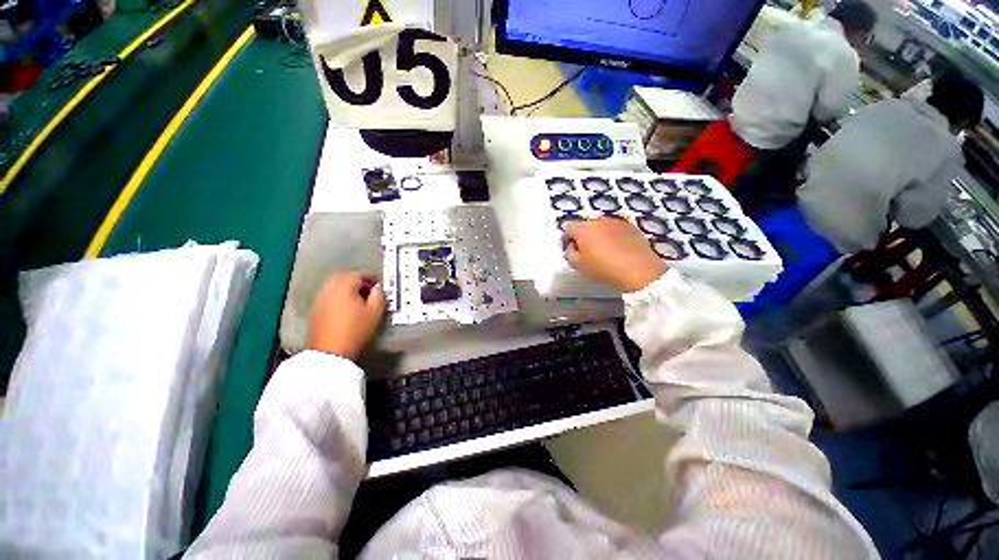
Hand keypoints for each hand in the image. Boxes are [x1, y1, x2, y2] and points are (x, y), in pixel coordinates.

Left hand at [308, 272, 385, 358]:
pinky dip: (339, 295)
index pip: (358, 274)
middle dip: (357, 280)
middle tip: (369, 289)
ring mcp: (320, 299)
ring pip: (334, 285)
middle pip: (344, 277)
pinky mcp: (315, 309)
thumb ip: (379, 295)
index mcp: (344, 286)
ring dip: (347, 288)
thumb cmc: (356, 330)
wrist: (329, 352)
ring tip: (359, 298)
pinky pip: (329, 295)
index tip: (379, 284)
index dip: (370, 277)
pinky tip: (347, 307)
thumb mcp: (375, 312)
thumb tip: (378, 287)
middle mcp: (329, 288)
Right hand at [563, 218, 666, 292]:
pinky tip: (617, 249)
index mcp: (584, 229)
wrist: (638, 270)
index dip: (566, 240)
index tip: (570, 251)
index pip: (568, 229)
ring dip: (598, 235)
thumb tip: (570, 248)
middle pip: (585, 226)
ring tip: (603, 250)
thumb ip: (569, 254)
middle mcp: (599, 221)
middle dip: (582, 236)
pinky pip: (615, 229)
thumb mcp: (579, 265)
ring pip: (600, 226)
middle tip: (586, 252)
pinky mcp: (630, 226)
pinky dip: (612, 236)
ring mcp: (616, 222)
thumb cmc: (604, 268)